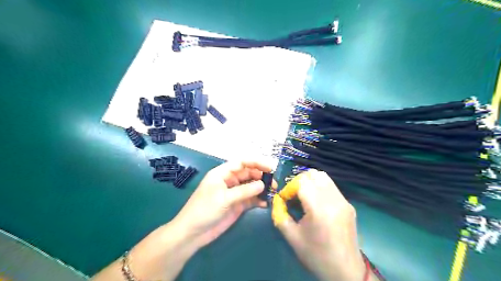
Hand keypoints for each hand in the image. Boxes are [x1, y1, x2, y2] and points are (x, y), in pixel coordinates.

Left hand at [174, 161, 275, 249]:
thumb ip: (244, 191)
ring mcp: (234, 193)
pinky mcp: (237, 205)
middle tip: (273, 184)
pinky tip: (265, 203)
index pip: (241, 163)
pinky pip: (250, 199)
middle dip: (261, 177)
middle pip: (248, 174)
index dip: (256, 163)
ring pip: (251, 186)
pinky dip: (258, 200)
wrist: (193, 233)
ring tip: (272, 192)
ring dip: (261, 189)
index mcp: (222, 174)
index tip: (270, 168)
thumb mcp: (224, 198)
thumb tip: (263, 185)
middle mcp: (230, 181)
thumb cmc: (204, 210)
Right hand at [272, 169, 366, 280]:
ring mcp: (343, 201)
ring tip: (304, 196)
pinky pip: (331, 186)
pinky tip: (316, 203)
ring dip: (310, 182)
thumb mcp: (292, 237)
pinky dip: (320, 188)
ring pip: (324, 177)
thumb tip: (277, 200)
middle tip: (293, 195)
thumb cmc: (316, 255)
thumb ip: (280, 215)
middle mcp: (333, 200)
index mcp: (319, 209)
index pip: (302, 182)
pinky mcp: (348, 204)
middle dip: (299, 181)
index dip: (290, 187)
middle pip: (314, 174)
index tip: (285, 199)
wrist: (346, 271)